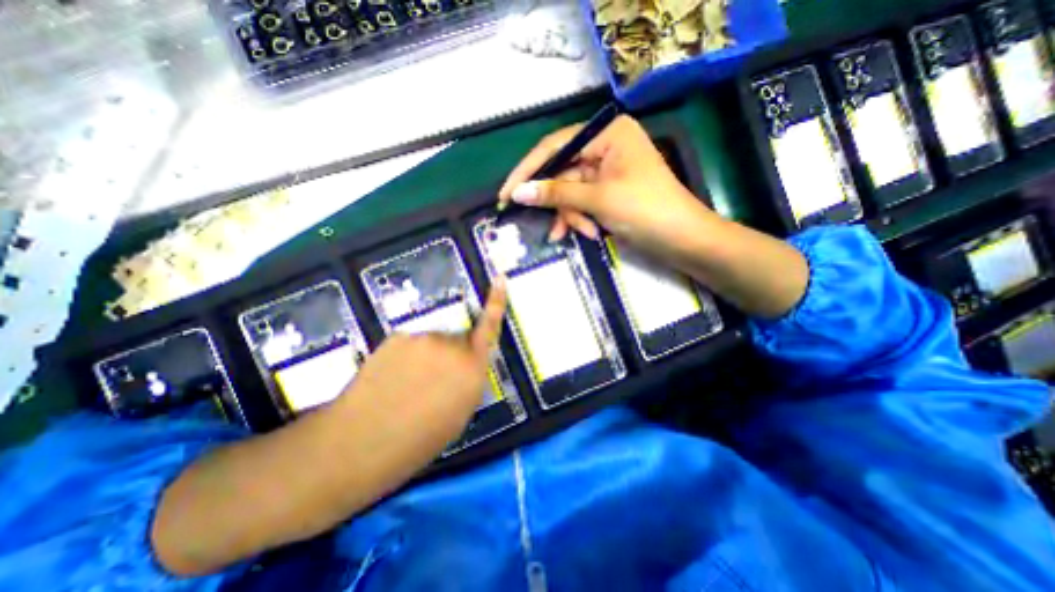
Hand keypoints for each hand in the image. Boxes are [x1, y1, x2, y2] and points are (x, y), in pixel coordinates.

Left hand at [333, 282, 506, 462]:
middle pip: (458, 338)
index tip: (499, 278)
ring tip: (407, 384)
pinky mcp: (397, 336)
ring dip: (426, 356)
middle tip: (433, 381)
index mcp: (472, 368)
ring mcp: (422, 338)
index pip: (489, 328)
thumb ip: (469, 382)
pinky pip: (410, 343)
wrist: (361, 442)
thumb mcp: (459, 416)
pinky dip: (406, 356)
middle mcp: (451, 346)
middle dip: (452, 353)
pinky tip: (391, 378)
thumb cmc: (419, 440)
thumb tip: (467, 366)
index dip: (496, 302)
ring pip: (432, 342)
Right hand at [500, 112, 721, 264]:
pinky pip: (582, 202)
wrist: (683, 240)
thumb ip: (556, 194)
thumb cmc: (645, 211)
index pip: (555, 147)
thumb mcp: (598, 199)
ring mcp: (607, 171)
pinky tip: (588, 233)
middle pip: (563, 173)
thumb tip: (517, 192)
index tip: (506, 194)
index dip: (528, 171)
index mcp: (607, 134)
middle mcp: (605, 146)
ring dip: (572, 216)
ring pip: (571, 192)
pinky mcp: (608, 192)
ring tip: (584, 233)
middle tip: (549, 227)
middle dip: (559, 204)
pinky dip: (581, 219)